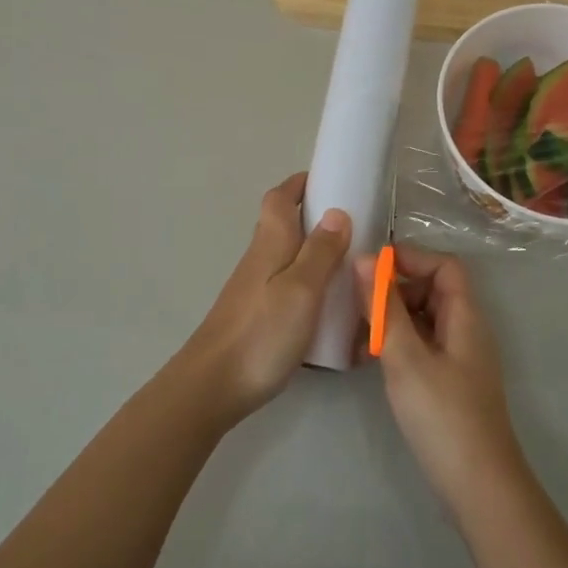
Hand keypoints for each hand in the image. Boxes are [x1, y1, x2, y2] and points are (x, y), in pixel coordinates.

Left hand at [176, 173, 349, 425]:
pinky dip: (310, 284)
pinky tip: (328, 306)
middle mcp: (260, 259)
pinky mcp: (257, 315)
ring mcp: (255, 288)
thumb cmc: (261, 333)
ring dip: (315, 252)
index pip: (279, 198)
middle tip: (354, 226)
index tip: (330, 181)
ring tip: (350, 265)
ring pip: (287, 256)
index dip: (300, 184)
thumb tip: (337, 212)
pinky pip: (288, 285)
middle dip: (314, 217)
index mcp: (270, 244)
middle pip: (284, 225)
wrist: (213, 386)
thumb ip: (320, 251)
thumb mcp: (302, 289)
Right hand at [356, 246, 527, 516]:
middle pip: (432, 290)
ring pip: (423, 320)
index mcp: (465, 317)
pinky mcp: (449, 382)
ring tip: (357, 336)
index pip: (444, 266)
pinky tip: (370, 361)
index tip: (369, 269)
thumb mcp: (406, 357)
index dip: (410, 259)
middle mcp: (466, 330)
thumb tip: (364, 259)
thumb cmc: (442, 415)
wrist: (478, 485)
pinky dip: (397, 344)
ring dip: (391, 319)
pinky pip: (421, 346)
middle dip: (394, 290)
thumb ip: (384, 308)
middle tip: (356, 306)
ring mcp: (458, 358)